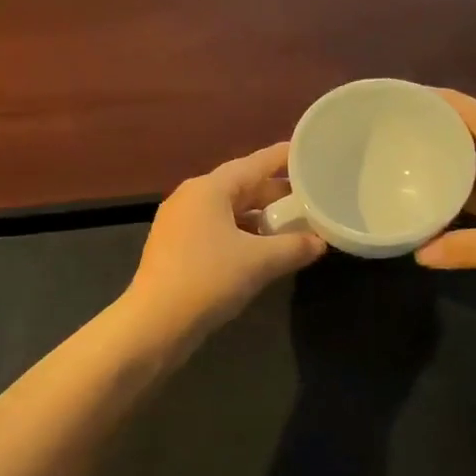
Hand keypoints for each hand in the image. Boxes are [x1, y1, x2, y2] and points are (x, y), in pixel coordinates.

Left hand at [125, 143, 326, 341]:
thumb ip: (294, 247)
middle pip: (240, 186)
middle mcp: (190, 198)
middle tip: (310, 197)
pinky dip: (241, 234)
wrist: (155, 323)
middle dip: (275, 193)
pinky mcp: (175, 248)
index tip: (309, 152)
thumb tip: (320, 242)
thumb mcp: (259, 262)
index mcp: (208, 189)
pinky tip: (261, 251)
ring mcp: (179, 223)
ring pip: (227, 211)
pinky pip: (215, 230)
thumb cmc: (208, 280)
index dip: (283, 158)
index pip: (254, 163)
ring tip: (291, 226)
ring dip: (258, 217)